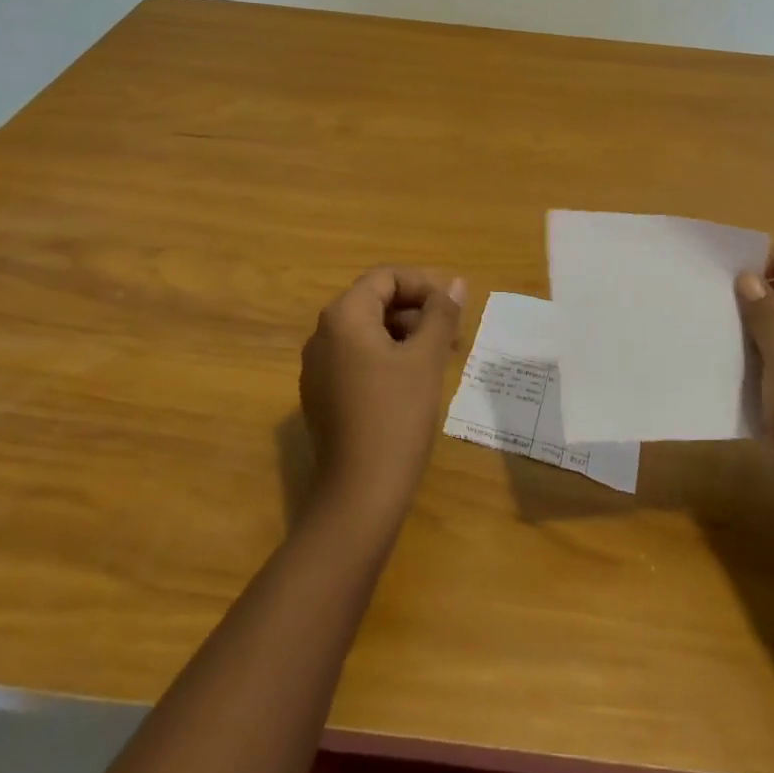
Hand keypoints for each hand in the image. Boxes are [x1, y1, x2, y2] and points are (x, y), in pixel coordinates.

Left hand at [299, 267, 465, 527]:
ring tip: (441, 356)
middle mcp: (322, 335)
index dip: (423, 284)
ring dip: (406, 334)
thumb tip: (455, 284)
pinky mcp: (323, 395)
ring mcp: (318, 367)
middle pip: (375, 302)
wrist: (359, 495)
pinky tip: (414, 381)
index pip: (385, 278)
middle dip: (417, 310)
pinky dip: (387, 357)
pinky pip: (357, 359)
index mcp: (343, 317)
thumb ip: (441, 314)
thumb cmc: (396, 416)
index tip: (453, 307)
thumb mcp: (426, 359)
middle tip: (454, 333)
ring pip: (367, 332)